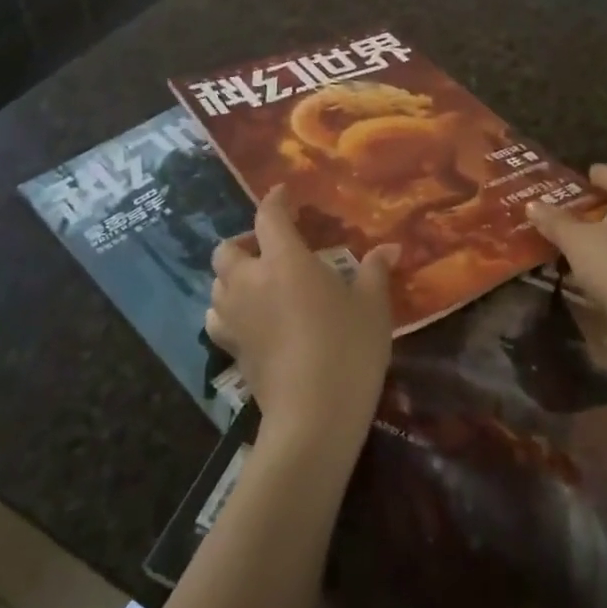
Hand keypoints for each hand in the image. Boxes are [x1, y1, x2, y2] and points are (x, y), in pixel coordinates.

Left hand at [206, 187, 398, 455]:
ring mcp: (235, 316)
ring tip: (257, 282)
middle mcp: (250, 281)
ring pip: (217, 283)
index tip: (283, 194)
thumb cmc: (347, 348)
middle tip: (269, 249)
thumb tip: (390, 248)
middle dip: (243, 242)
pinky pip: (217, 317)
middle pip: (227, 249)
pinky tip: (247, 317)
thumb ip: (375, 272)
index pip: (269, 216)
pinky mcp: (230, 348)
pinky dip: (226, 310)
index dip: (275, 201)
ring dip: (232, 276)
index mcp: (284, 260)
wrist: (314, 413)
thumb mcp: (371, 307)